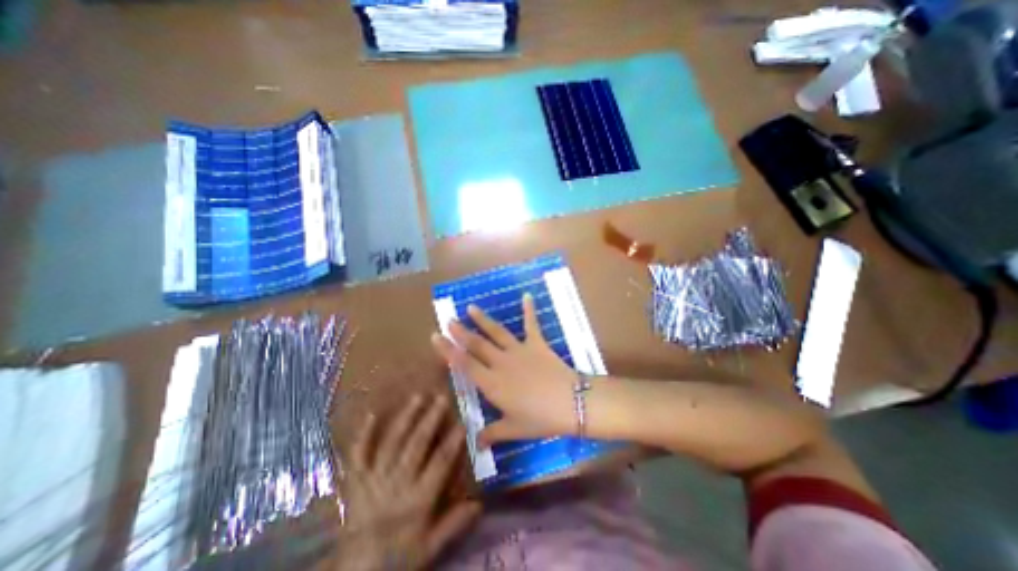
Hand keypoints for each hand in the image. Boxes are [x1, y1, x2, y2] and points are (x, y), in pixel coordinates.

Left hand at [338, 395, 481, 568]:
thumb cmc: (397, 556)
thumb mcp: (430, 547)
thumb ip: (454, 523)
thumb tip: (480, 503)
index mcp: (418, 498)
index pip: (440, 463)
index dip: (452, 441)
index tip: (462, 421)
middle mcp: (397, 482)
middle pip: (416, 445)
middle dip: (430, 419)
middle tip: (441, 397)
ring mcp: (373, 478)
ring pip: (392, 442)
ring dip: (406, 418)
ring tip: (417, 397)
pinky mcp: (355, 479)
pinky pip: (358, 453)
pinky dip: (364, 433)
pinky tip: (371, 413)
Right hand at [428, 293, 580, 449]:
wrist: (571, 403)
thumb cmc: (540, 419)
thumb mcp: (514, 429)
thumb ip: (493, 434)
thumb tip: (477, 443)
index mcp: (492, 383)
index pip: (464, 364)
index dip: (448, 350)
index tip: (436, 336)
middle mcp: (501, 362)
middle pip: (476, 344)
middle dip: (460, 332)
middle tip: (448, 320)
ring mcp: (519, 350)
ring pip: (496, 332)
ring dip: (483, 319)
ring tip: (471, 307)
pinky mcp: (536, 343)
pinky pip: (531, 324)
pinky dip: (529, 309)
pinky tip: (527, 295)